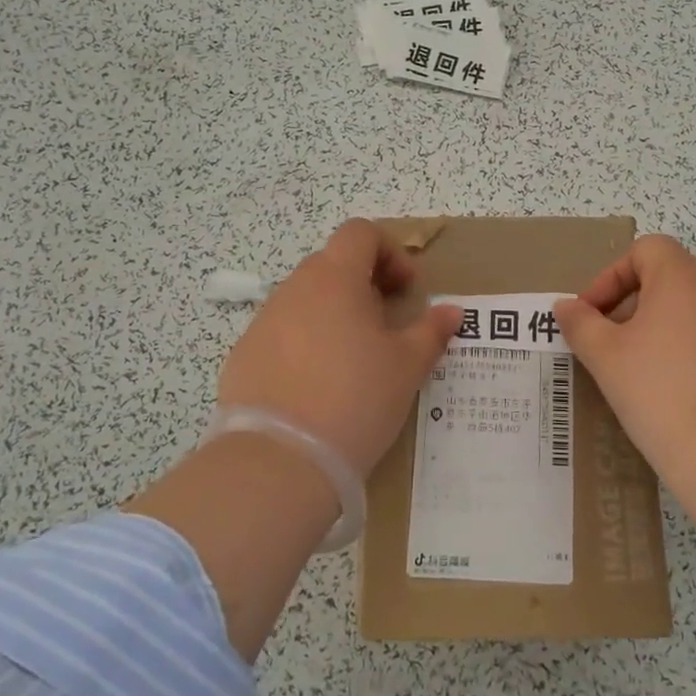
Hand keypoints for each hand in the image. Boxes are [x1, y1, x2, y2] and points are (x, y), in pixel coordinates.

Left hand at [217, 220, 461, 475]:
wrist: (279, 462)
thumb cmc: (355, 399)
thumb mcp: (407, 367)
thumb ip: (431, 331)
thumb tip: (451, 311)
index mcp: (335, 279)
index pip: (360, 233)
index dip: (390, 252)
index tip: (406, 291)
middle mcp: (294, 289)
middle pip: (333, 264)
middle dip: (365, 285)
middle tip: (386, 326)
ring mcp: (263, 322)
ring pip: (306, 300)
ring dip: (334, 314)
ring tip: (353, 360)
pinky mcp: (244, 355)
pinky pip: (282, 333)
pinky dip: (305, 343)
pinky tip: (317, 386)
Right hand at [554, 235, 695, 480]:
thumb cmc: (662, 392)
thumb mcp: (606, 357)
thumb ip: (581, 324)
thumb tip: (565, 306)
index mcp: (683, 277)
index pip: (645, 250)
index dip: (611, 276)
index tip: (591, 316)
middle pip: (666, 277)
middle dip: (629, 304)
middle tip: (605, 344)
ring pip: (689, 309)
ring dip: (655, 328)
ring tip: (633, 370)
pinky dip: (684, 349)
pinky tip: (669, 390)